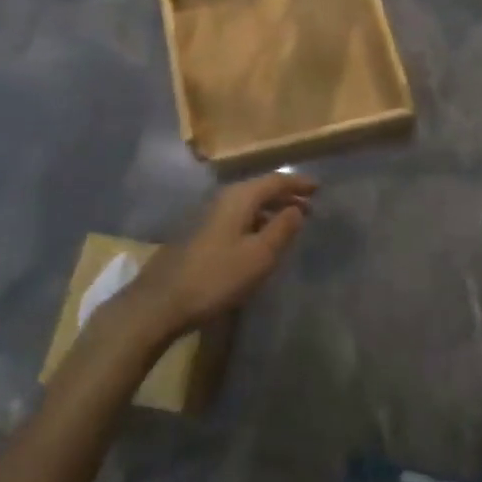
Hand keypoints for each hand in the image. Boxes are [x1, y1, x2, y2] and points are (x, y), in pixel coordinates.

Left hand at [125, 174, 316, 339]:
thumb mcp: (259, 255)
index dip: (298, 184)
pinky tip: (260, 239)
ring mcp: (208, 215)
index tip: (319, 188)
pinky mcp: (200, 233)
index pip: (275, 180)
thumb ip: (282, 228)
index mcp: (239, 197)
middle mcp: (223, 198)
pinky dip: (256, 221)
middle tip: (309, 205)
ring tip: (290, 222)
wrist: (162, 301)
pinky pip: (237, 217)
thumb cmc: (217, 276)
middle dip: (285, 195)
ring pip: (248, 204)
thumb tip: (297, 208)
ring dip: (270, 209)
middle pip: (260, 189)